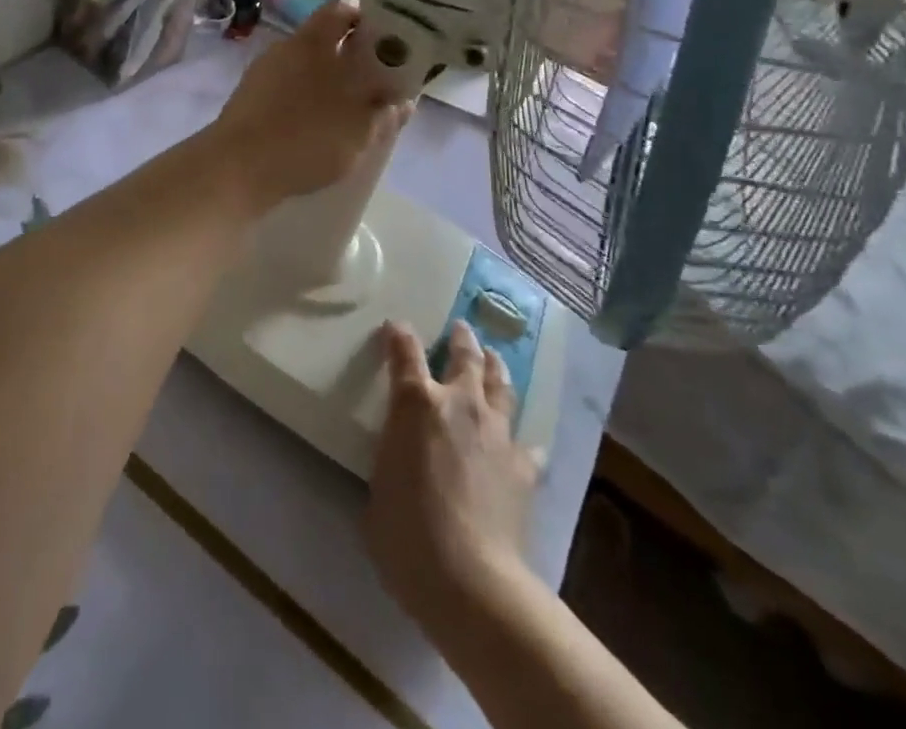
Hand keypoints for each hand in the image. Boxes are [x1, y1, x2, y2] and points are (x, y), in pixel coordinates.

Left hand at [208, 0, 409, 210]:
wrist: (234, 169)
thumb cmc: (305, 138)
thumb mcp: (359, 131)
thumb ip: (384, 113)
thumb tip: (401, 101)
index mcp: (312, 41)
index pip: (341, 10)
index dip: (366, 19)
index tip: (388, 39)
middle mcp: (285, 48)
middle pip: (324, 41)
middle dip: (350, 58)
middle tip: (375, 82)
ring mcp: (261, 74)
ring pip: (304, 68)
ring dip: (327, 83)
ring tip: (349, 112)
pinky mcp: (248, 101)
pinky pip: (286, 91)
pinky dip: (304, 102)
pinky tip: (316, 129)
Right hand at [365, 321, 538, 641]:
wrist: (470, 579)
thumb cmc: (406, 532)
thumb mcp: (380, 483)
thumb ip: (392, 454)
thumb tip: (400, 454)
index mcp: (416, 403)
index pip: (404, 351)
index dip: (398, 334)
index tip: (395, 326)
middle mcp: (460, 403)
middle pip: (465, 356)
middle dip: (461, 339)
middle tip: (461, 329)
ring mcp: (496, 431)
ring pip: (500, 385)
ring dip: (495, 368)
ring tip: (494, 358)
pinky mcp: (523, 466)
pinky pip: (525, 443)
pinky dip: (520, 439)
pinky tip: (522, 443)